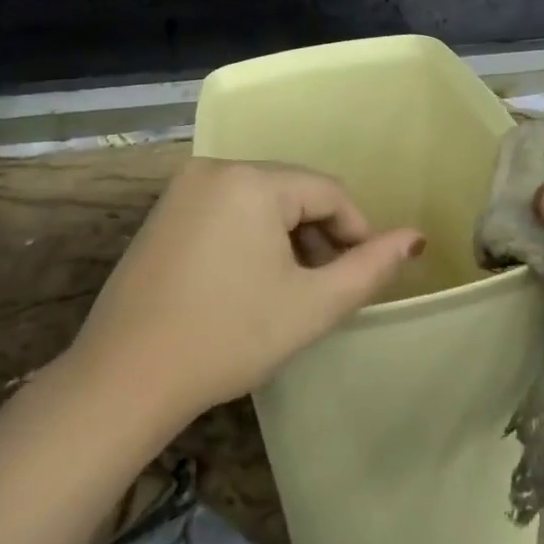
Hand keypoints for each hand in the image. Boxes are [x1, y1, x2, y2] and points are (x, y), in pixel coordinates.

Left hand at [67, 158, 424, 424]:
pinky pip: (226, 209)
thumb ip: (370, 267)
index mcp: (252, 179)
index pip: (328, 191)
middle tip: (324, 289)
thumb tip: (416, 237)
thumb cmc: (229, 336)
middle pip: (292, 191)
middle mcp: (216, 168)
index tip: (361, 277)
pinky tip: (248, 282)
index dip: (356, 232)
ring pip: (259, 201)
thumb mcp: (311, 305)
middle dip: (318, 235)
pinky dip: (250, 237)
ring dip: (285, 237)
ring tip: (290, 290)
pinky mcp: (163, 212)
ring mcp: (183, 188)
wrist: (126, 375)